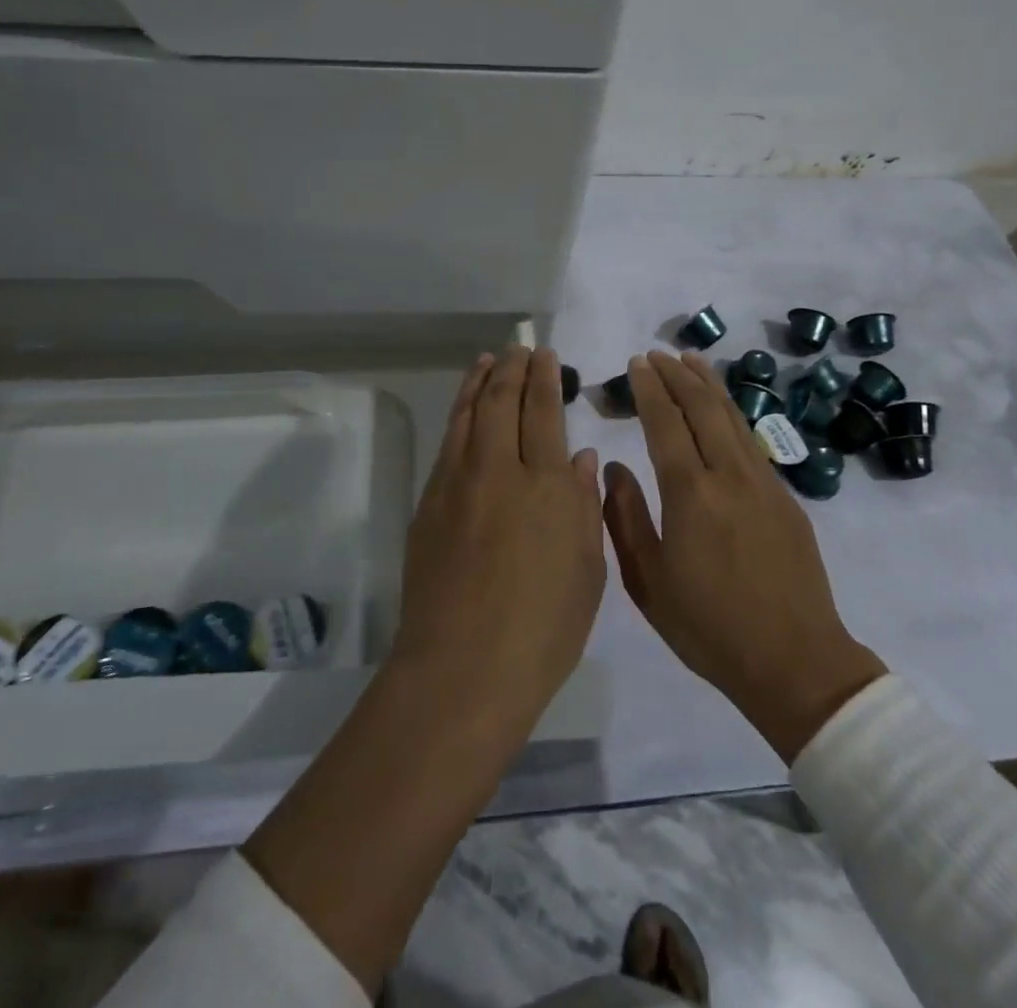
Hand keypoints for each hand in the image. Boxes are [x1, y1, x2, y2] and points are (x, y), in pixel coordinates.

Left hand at [392, 346, 605, 737]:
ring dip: (480, 381)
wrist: (463, 668)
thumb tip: (580, 458)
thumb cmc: (543, 630)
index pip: (545, 413)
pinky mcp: (428, 502)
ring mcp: (457, 483)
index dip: (546, 379)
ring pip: (469, 414)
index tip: (547, 357)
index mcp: (548, 485)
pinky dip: (458, 414)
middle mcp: (500, 469)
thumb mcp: (587, 571)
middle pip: (503, 401)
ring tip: (488, 360)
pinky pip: (448, 443)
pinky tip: (465, 409)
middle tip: (520, 348)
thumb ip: (584, 506)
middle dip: (513, 368)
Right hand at [603, 351, 886, 761]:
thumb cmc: (709, 628)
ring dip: (708, 384)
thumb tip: (613, 469)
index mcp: (690, 495)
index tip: (636, 364)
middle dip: (676, 375)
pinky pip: (752, 439)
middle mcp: (728, 476)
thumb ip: (626, 518)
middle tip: (657, 354)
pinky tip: (724, 407)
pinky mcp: (785, 497)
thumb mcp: (648, 582)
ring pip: (732, 417)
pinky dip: (733, 411)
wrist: (794, 662)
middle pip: (702, 409)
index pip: (665, 424)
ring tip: (691, 359)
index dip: (649, 390)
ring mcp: (763, 483)